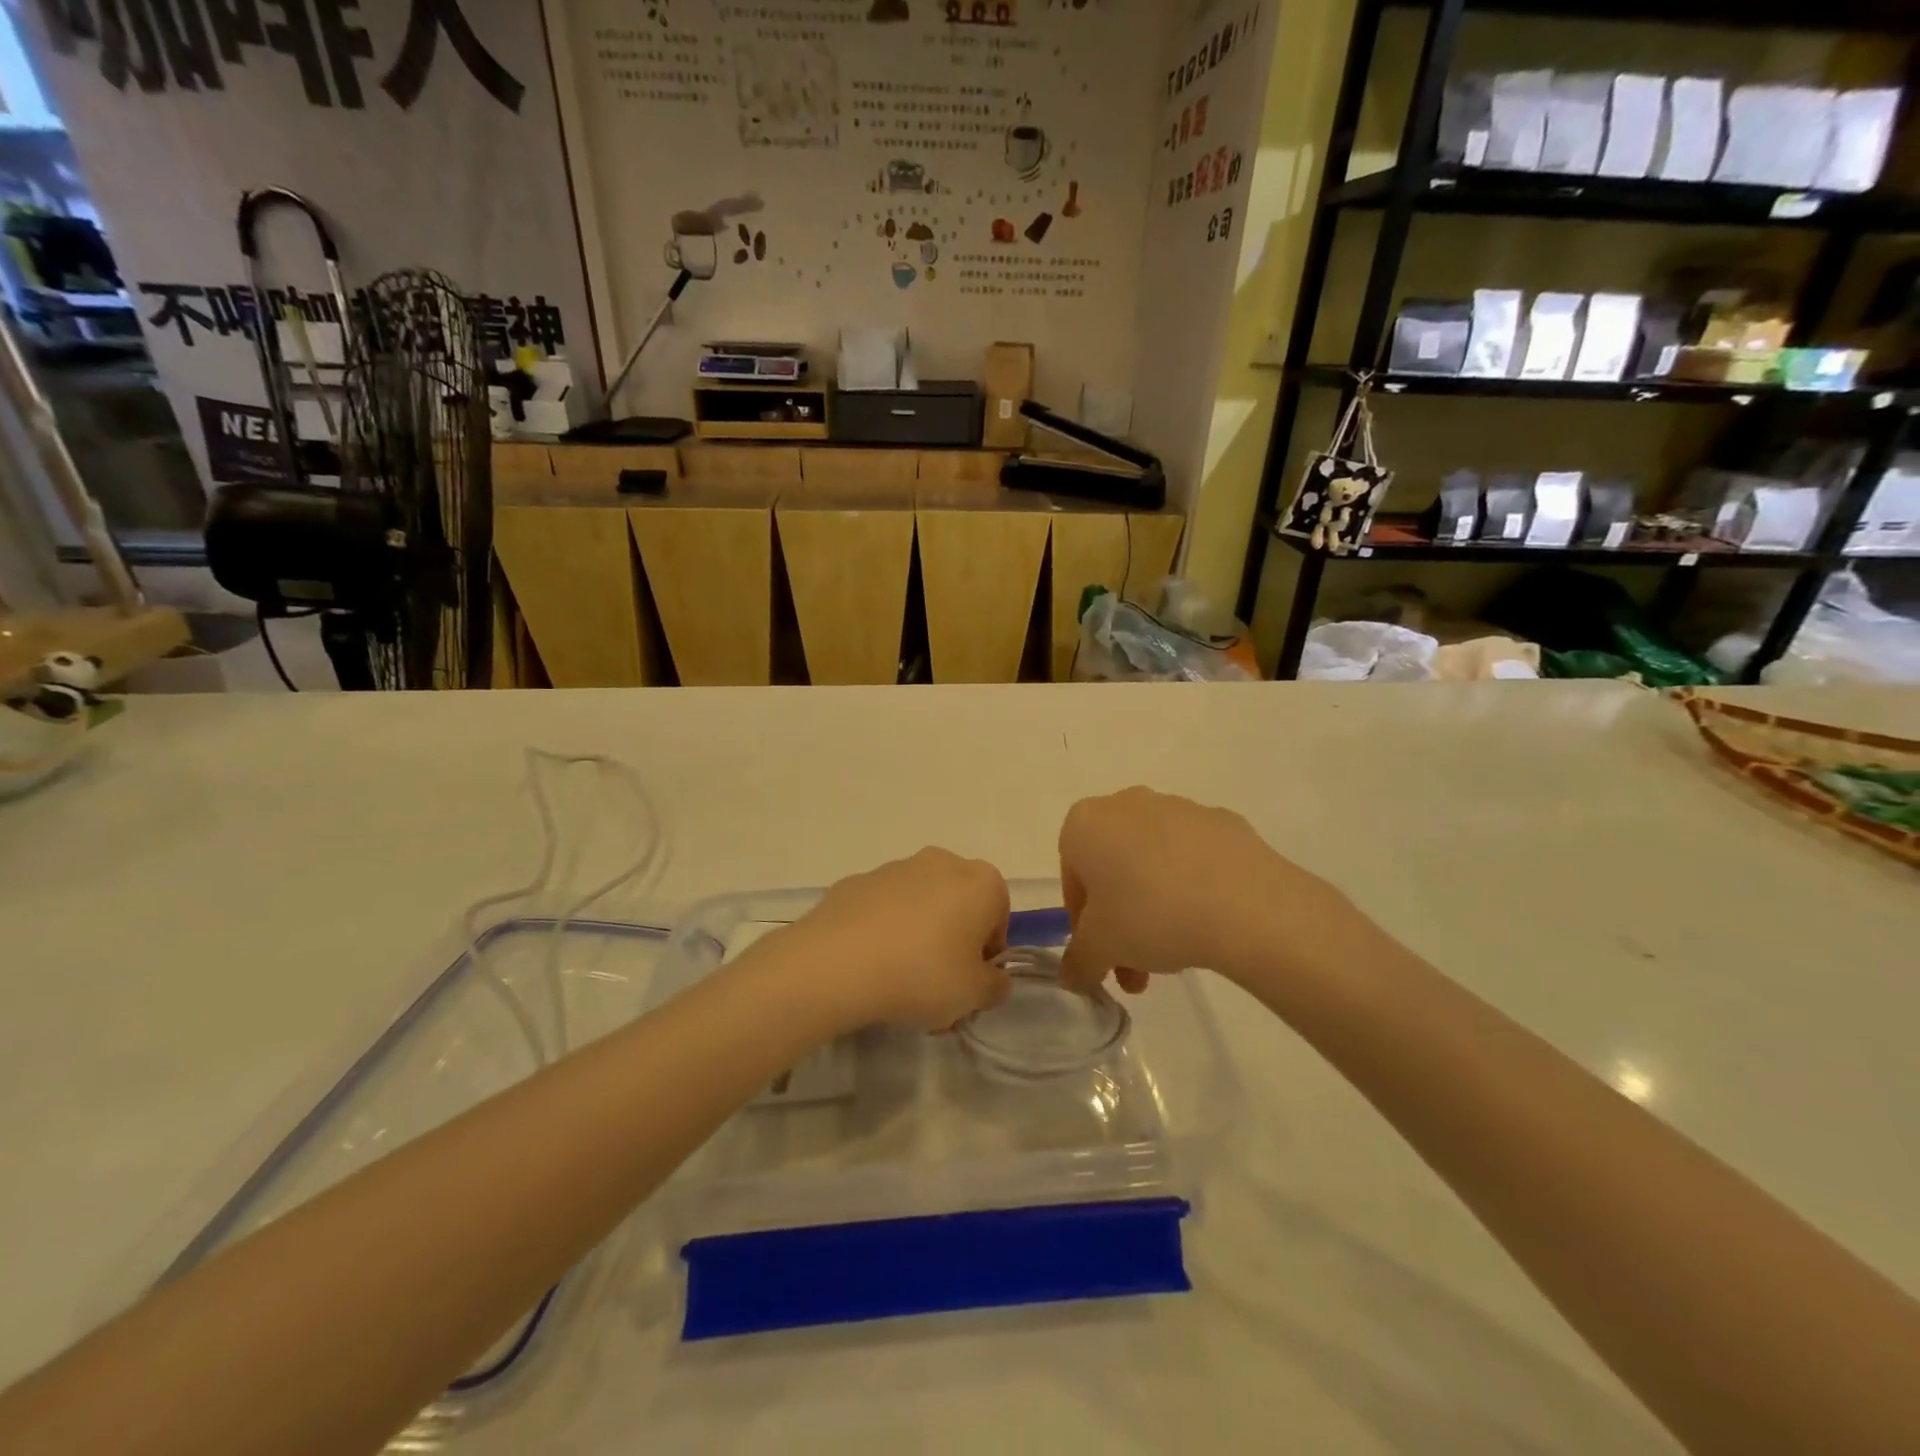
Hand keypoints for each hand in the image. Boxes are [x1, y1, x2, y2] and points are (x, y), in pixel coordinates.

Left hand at [782, 848, 1011, 1031]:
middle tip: (937, 986)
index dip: (988, 954)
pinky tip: (869, 965)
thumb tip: (992, 978)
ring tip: (898, 982)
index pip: (999, 916)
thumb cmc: (922, 974)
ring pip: (920, 905)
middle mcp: (941, 862)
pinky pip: (882, 909)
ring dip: (918, 935)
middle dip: (952, 941)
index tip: (969, 983)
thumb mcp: (974, 995)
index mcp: (980, 881)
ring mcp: (894, 867)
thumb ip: (994, 986)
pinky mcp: (856, 881)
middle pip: (958, 906)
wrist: (836, 963)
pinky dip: (883, 931)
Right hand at [1056, 787, 1359, 995]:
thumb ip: (1078, 962)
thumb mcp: (1101, 949)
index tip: (1101, 953)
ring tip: (1175, 955)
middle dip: (1120, 919)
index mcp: (1086, 823)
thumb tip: (1072, 976)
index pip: (1072, 877)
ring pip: (1152, 862)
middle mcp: (1127, 804)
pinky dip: (1193, 887)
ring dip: (1154, 906)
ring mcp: (1178, 808)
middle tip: (1135, 965)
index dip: (1082, 922)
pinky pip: (1194, 858)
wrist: (1245, 904)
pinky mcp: (1222, 822)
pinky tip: (1208, 923)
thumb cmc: (1151, 915)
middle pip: (1114, 869)